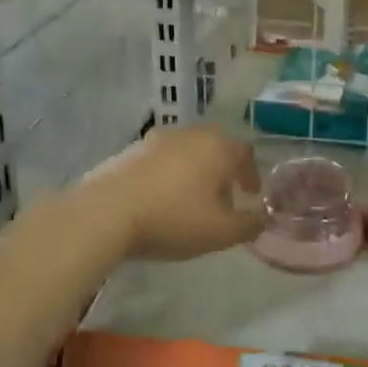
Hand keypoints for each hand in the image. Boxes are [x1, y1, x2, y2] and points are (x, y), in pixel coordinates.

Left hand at [80, 127, 263, 261]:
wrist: (104, 213)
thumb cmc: (173, 218)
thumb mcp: (221, 232)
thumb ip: (249, 225)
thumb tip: (262, 219)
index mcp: (217, 147)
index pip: (245, 153)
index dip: (251, 175)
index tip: (250, 195)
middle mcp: (189, 134)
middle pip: (214, 148)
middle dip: (222, 172)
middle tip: (222, 198)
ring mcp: (155, 139)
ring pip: (185, 152)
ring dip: (193, 173)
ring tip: (189, 202)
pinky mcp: (127, 151)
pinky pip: (158, 161)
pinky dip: (167, 176)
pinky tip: (159, 200)